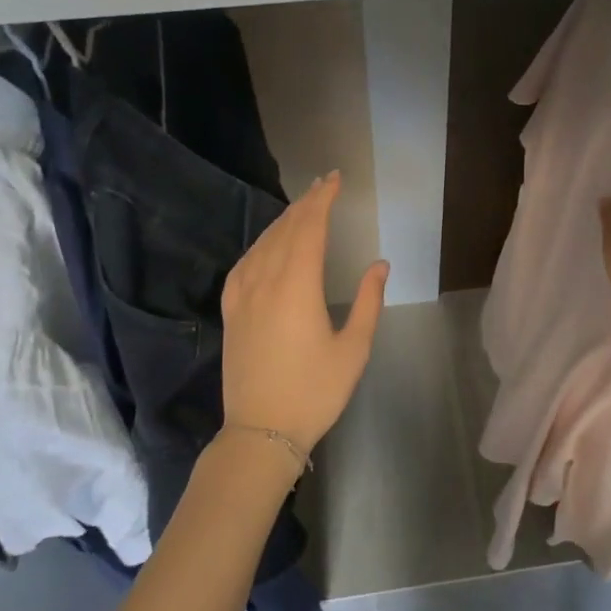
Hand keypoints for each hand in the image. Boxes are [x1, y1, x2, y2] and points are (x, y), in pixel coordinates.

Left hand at [221, 171, 387, 459]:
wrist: (261, 431)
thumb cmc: (315, 391)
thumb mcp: (354, 349)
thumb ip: (368, 301)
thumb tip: (379, 264)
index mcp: (297, 286)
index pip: (310, 227)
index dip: (323, 199)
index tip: (336, 179)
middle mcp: (265, 281)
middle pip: (285, 229)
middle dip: (306, 203)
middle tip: (324, 184)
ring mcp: (242, 296)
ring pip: (262, 243)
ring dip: (283, 221)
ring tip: (302, 208)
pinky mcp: (230, 312)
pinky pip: (243, 265)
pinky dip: (259, 245)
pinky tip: (266, 245)